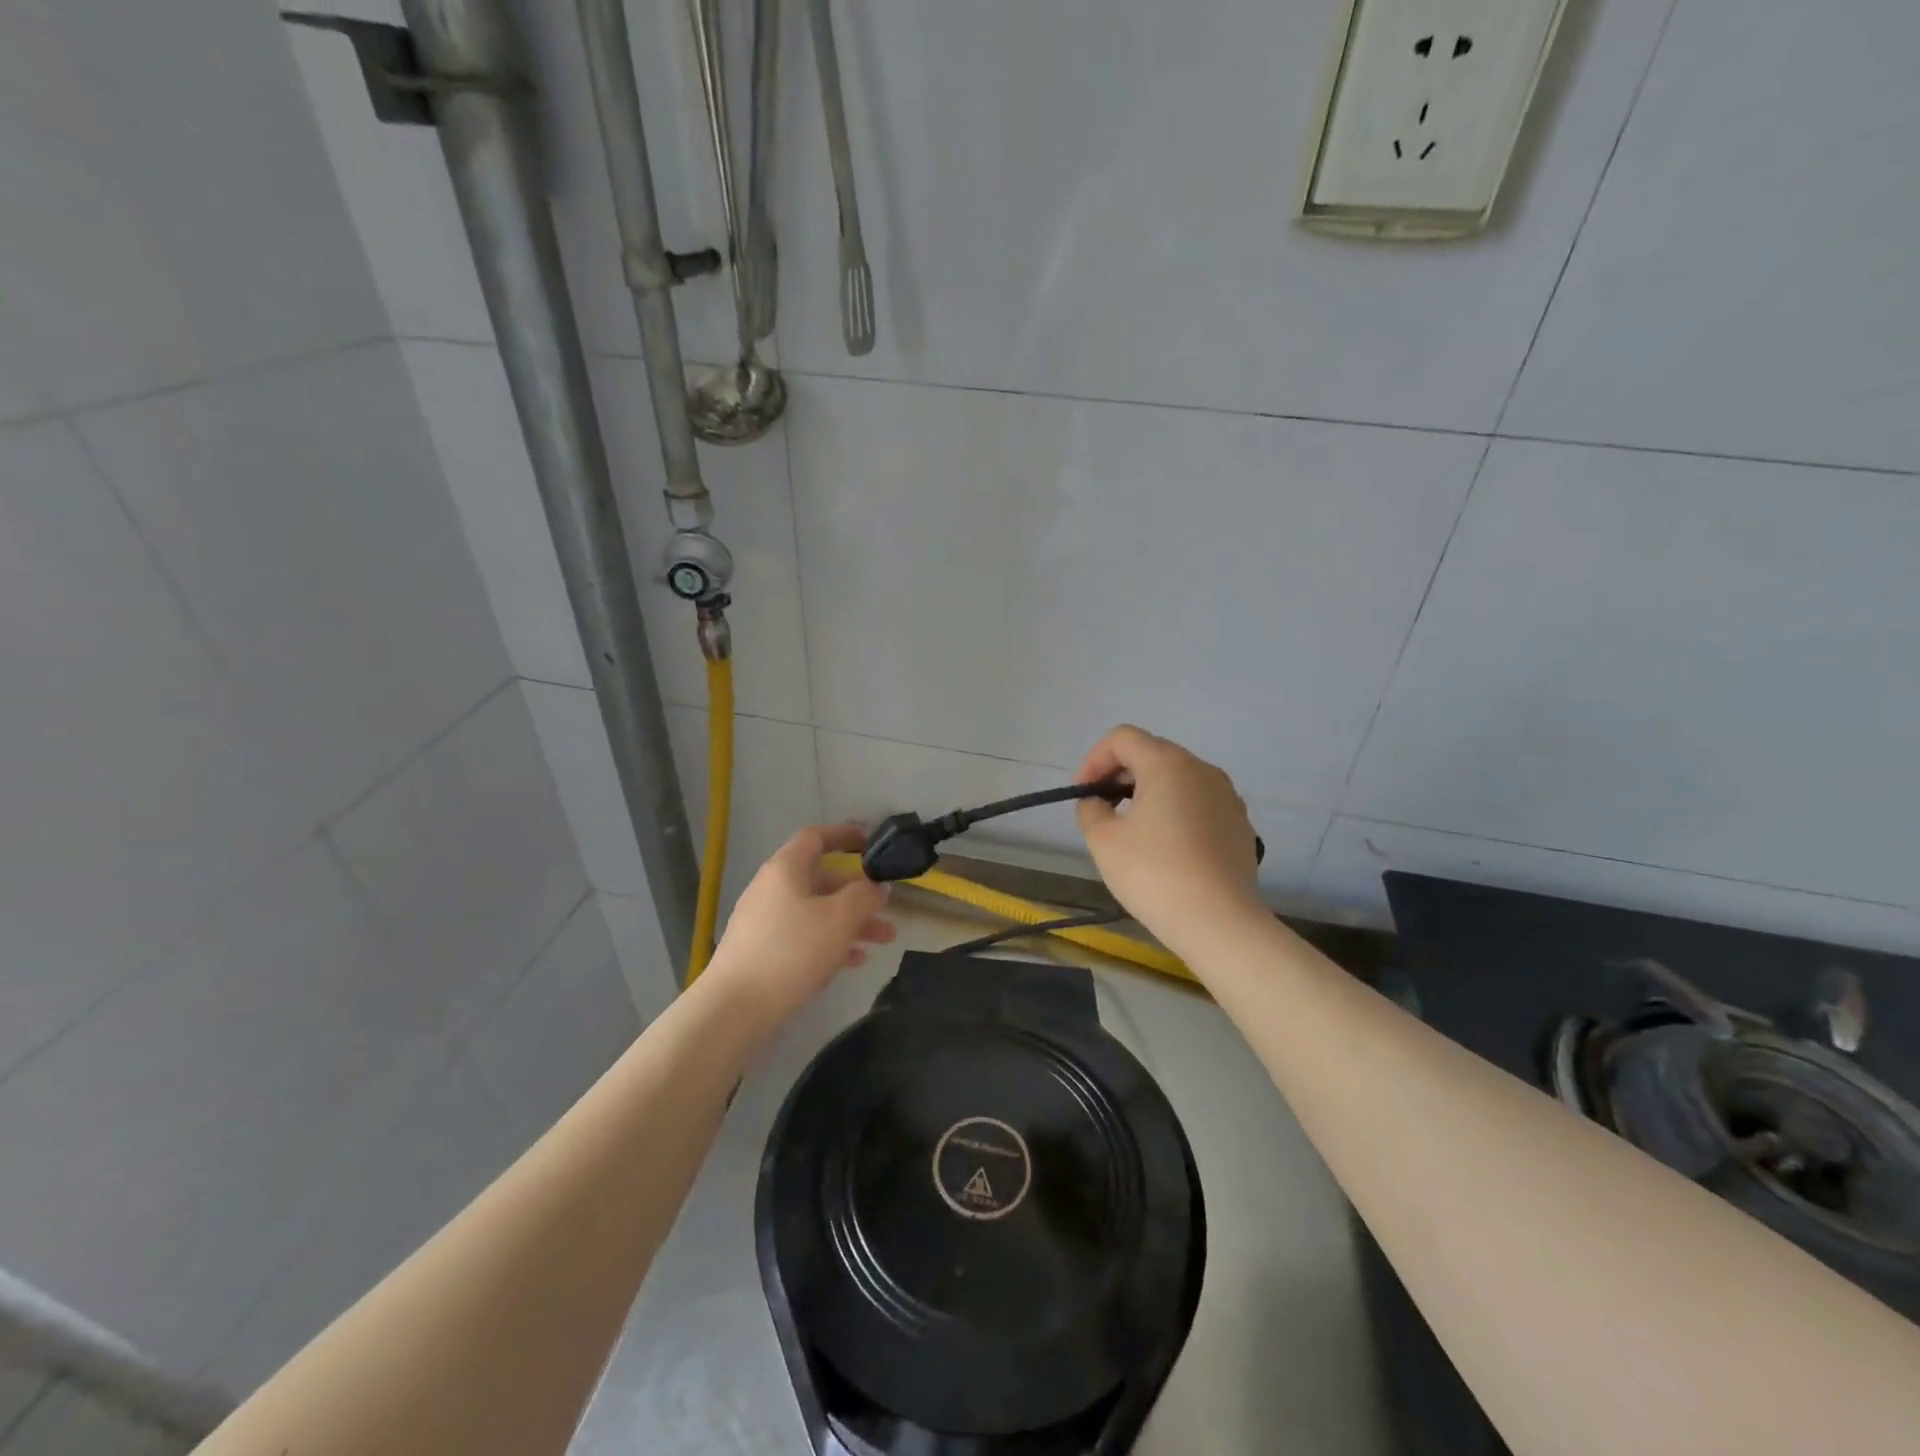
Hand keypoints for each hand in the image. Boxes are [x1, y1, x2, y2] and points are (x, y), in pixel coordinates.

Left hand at [702, 823, 895, 1024]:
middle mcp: (772, 889)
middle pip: (822, 879)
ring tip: (883, 941)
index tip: (872, 844)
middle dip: (859, 893)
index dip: (845, 835)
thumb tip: (876, 886)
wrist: (734, 1009)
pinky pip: (803, 936)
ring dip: (851, 922)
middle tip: (888, 909)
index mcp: (785, 869)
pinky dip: (830, 942)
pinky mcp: (762, 952)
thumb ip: (865, 896)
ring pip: (817, 911)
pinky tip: (853, 962)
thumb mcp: (839, 918)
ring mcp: (764, 922)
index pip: (817, 837)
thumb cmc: (791, 951)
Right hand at [1074, 725, 1264, 953]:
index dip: (1095, 760)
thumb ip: (1091, 809)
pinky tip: (1166, 850)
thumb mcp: (1103, 840)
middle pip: (1152, 754)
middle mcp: (1202, 769)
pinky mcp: (1240, 824)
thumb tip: (1098, 803)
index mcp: (1168, 764)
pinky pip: (1199, 804)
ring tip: (1132, 831)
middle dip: (1120, 776)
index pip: (1123, 738)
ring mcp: (1227, 796)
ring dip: (1148, 794)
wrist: (1219, 922)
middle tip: (1101, 810)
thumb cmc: (1154, 873)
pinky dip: (1175, 813)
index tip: (1083, 794)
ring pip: (1178, 780)